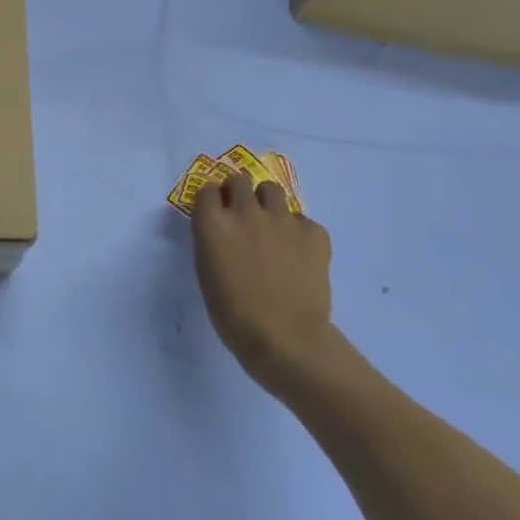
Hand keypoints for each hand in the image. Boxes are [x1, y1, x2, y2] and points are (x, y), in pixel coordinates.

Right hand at [192, 173, 335, 392]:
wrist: (285, 339)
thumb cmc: (233, 314)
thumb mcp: (206, 272)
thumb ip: (211, 240)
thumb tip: (221, 230)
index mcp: (212, 223)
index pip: (206, 189)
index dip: (212, 200)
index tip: (216, 213)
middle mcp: (245, 211)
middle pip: (239, 180)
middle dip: (238, 193)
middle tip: (242, 215)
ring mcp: (282, 219)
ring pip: (272, 190)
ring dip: (267, 203)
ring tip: (271, 227)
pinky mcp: (313, 232)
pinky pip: (302, 220)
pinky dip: (298, 232)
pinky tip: (298, 255)